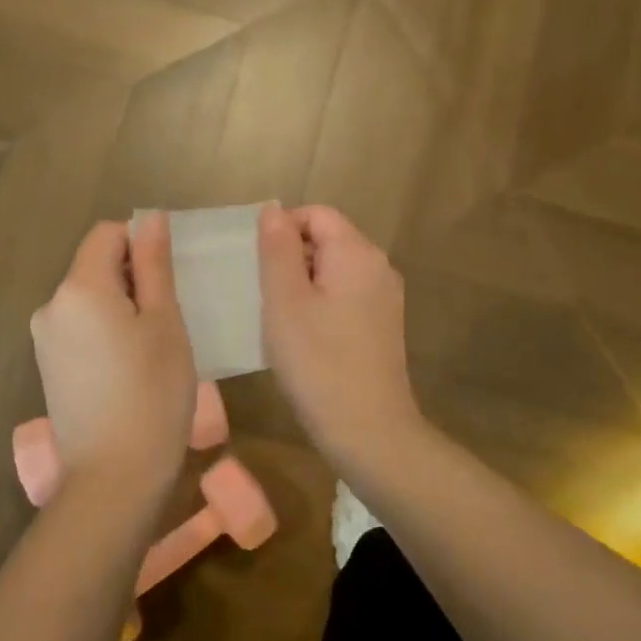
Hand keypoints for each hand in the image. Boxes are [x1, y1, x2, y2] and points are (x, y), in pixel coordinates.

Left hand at [31, 217, 196, 492]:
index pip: (107, 234)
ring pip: (88, 298)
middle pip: (94, 266)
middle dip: (131, 278)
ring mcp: (44, 339)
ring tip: (149, 350)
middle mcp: (51, 305)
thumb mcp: (164, 322)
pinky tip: (127, 370)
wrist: (114, 476)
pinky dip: (104, 333)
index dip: (140, 245)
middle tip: (166, 320)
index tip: (167, 283)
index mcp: (79, 287)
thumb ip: (153, 265)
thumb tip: (150, 218)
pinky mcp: (47, 367)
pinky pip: (79, 328)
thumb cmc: (153, 392)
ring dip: (119, 307)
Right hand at [258, 203, 420, 458]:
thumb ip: (277, 249)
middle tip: (263, 295)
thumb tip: (273, 209)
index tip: (256, 266)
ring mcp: (384, 297)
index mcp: (357, 253)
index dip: (282, 229)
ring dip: (302, 284)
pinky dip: (320, 304)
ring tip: (279, 318)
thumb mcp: (285, 301)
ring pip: (333, 269)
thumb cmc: (318, 362)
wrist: (368, 432)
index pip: (316, 214)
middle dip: (290, 258)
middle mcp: (378, 266)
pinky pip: (345, 295)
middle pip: (327, 239)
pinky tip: (303, 337)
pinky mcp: (382, 324)